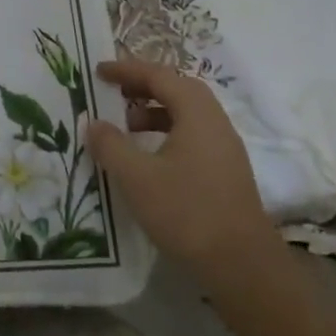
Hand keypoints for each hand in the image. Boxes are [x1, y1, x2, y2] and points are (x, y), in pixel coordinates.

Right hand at [86, 57, 276, 271]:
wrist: (242, 266)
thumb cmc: (187, 212)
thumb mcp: (137, 177)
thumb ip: (111, 145)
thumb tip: (93, 123)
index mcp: (198, 115)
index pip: (161, 76)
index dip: (128, 70)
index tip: (99, 71)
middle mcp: (216, 124)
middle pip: (178, 90)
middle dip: (143, 86)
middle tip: (112, 92)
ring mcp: (224, 149)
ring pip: (186, 115)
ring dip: (154, 112)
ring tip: (124, 127)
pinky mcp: (225, 172)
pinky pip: (191, 136)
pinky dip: (165, 134)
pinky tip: (147, 158)